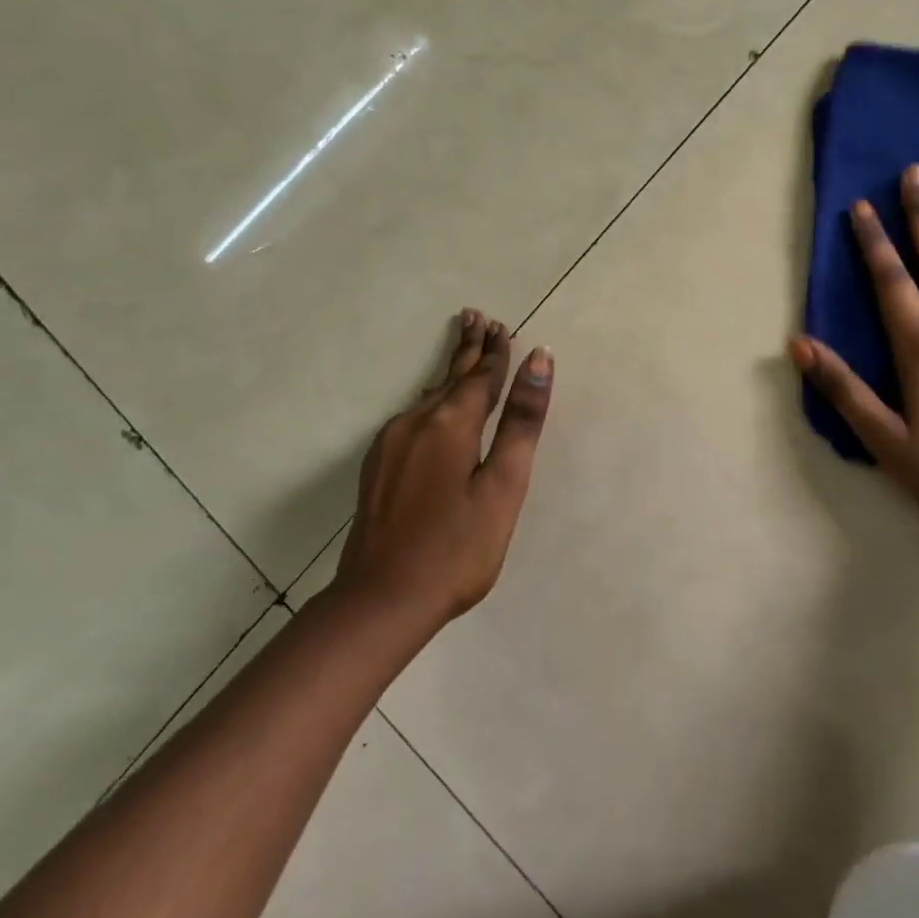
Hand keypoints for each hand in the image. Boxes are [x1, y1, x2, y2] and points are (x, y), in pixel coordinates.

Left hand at [335, 310, 553, 627]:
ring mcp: (392, 442)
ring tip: (462, 349)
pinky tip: (435, 402)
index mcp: (452, 422)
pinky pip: (415, 415)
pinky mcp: (379, 464)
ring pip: (430, 394)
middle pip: (451, 376)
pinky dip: (434, 398)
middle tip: (476, 317)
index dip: (496, 351)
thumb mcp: (503, 486)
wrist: (381, 600)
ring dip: (451, 371)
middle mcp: (417, 421)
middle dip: (468, 347)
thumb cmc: (457, 548)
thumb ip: (522, 421)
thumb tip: (539, 359)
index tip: (503, 326)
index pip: (481, 375)